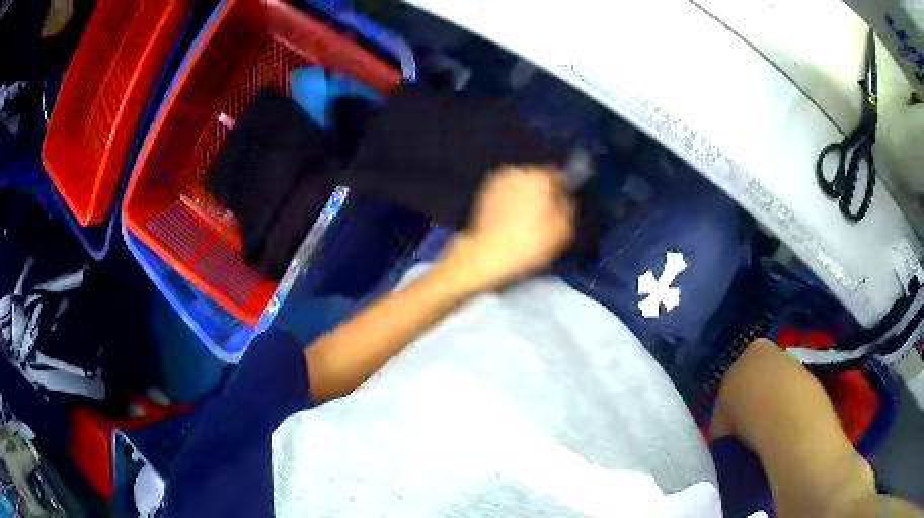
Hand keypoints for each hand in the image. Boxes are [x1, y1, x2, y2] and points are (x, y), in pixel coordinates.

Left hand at [437, 166, 574, 291]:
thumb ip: (568, 206)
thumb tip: (563, 198)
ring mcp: (497, 180)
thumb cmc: (530, 242)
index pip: (557, 175)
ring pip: (519, 185)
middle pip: (536, 178)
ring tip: (525, 221)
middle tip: (543, 215)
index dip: (561, 190)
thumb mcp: (564, 229)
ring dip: (523, 196)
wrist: (488, 253)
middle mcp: (518, 171)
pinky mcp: (483, 192)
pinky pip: (504, 193)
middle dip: (541, 192)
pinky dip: (508, 202)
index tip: (560, 207)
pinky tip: (510, 221)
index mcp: (540, 176)